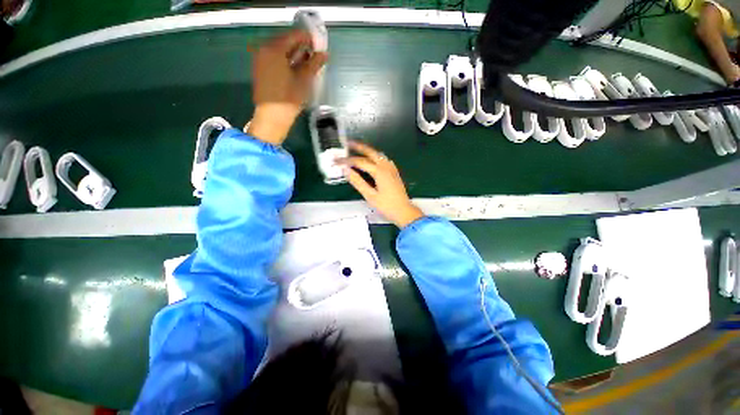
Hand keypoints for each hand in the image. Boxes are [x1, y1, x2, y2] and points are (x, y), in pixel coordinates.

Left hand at [247, 30, 327, 144]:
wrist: (272, 117)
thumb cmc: (289, 98)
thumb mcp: (304, 80)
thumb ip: (314, 64)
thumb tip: (324, 54)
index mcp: (274, 49)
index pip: (293, 36)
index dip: (307, 38)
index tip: (318, 43)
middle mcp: (264, 50)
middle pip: (285, 42)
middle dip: (300, 45)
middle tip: (314, 52)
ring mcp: (261, 60)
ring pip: (280, 51)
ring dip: (294, 53)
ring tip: (308, 60)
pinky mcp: (261, 70)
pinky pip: (275, 59)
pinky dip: (286, 60)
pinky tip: (296, 67)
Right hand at [338, 141, 423, 228]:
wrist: (404, 212)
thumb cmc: (387, 206)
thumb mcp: (370, 196)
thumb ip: (358, 182)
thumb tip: (346, 170)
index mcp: (379, 172)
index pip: (360, 162)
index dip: (347, 161)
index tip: (337, 161)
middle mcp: (386, 167)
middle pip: (371, 152)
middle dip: (359, 147)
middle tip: (348, 143)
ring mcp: (392, 169)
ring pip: (378, 154)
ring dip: (368, 150)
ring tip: (358, 149)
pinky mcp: (394, 173)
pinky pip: (384, 160)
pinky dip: (376, 156)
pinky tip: (374, 159)